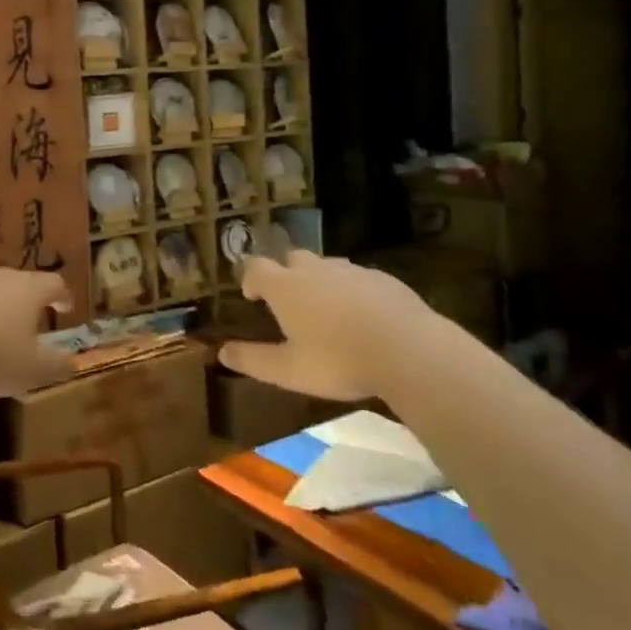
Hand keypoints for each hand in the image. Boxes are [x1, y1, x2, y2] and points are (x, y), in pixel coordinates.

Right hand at [220, 251, 437, 401]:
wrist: (408, 350)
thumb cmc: (338, 360)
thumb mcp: (289, 370)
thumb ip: (253, 360)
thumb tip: (222, 352)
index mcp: (286, 287)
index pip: (256, 267)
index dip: (250, 278)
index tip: (252, 296)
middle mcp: (314, 270)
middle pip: (292, 258)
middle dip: (285, 274)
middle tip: (289, 302)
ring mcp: (351, 271)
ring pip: (327, 266)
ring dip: (319, 280)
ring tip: (326, 310)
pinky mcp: (383, 279)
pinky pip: (358, 278)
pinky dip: (352, 290)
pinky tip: (362, 315)